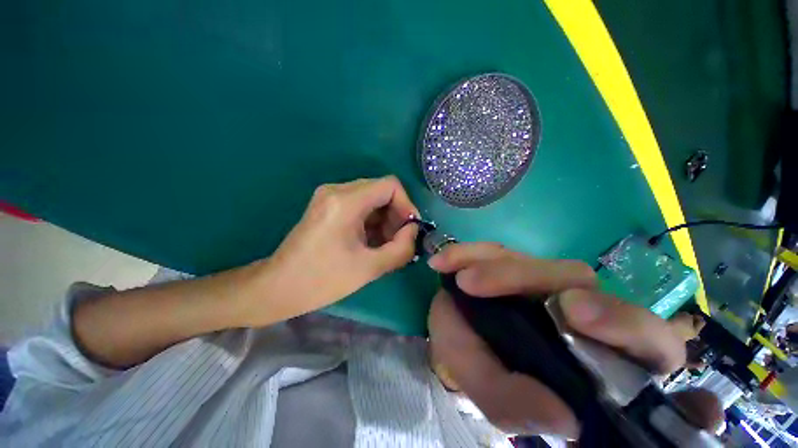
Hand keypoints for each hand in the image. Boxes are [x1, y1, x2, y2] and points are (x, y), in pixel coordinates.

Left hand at [252, 176, 418, 323]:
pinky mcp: (327, 205)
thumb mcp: (369, 268)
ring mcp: (329, 196)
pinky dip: (372, 221)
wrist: (277, 287)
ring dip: (384, 219)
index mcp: (346, 201)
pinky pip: (360, 205)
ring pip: (372, 198)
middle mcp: (337, 190)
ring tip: (385, 245)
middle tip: (398, 241)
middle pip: (381, 190)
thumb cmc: (322, 280)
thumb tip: (414, 231)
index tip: (409, 230)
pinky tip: (371, 242)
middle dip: (396, 215)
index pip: (390, 185)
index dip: (406, 205)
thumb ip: (401, 248)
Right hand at [427, 243, 721, 438]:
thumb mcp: (489, 388)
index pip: (645, 339)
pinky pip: (495, 249)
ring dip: (497, 269)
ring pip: (530, 261)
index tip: (573, 315)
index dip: (625, 325)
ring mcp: (540, 279)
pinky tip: (444, 263)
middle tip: (486, 286)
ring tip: (459, 279)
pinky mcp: (511, 260)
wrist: (455, 330)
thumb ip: (513, 404)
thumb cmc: (478, 363)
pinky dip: (468, 253)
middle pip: (582, 282)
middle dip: (536, 280)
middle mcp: (575, 309)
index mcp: (595, 352)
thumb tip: (562, 418)